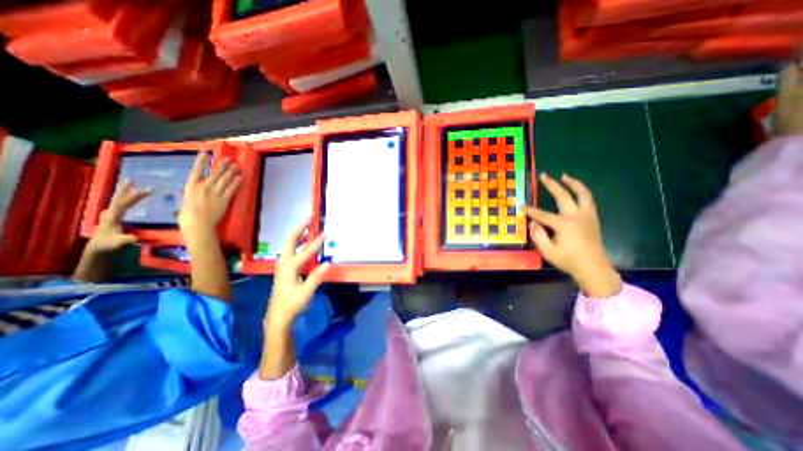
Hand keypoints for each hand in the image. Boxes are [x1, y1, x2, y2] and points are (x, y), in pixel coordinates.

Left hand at [87, 181, 151, 255]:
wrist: (99, 248)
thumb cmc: (110, 245)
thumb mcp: (119, 243)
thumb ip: (126, 239)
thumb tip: (136, 237)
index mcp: (113, 216)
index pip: (125, 203)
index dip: (136, 196)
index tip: (149, 190)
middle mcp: (110, 212)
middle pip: (118, 198)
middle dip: (126, 190)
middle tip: (132, 180)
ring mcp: (110, 214)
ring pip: (117, 199)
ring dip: (124, 191)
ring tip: (129, 183)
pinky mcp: (113, 216)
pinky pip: (120, 204)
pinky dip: (125, 198)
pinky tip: (128, 197)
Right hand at [179, 152, 242, 234]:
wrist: (198, 223)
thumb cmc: (188, 215)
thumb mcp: (184, 200)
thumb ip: (188, 194)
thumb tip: (187, 191)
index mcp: (191, 186)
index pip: (196, 169)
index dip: (201, 160)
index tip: (205, 152)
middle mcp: (204, 186)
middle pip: (215, 173)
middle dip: (223, 165)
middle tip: (229, 159)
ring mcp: (215, 192)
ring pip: (225, 179)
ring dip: (231, 172)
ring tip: (236, 166)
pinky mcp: (224, 199)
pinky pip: (232, 189)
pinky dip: (236, 182)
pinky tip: (240, 178)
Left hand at [265, 221, 329, 328]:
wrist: (278, 316)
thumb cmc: (292, 304)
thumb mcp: (306, 293)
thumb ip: (316, 277)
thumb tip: (328, 263)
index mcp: (289, 267)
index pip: (306, 251)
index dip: (317, 241)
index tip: (326, 232)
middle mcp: (284, 262)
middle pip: (290, 239)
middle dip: (300, 227)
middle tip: (310, 217)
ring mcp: (283, 264)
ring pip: (290, 243)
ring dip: (299, 233)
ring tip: (309, 225)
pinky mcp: (285, 267)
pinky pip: (292, 249)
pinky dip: (299, 242)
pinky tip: (305, 241)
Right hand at [525, 175, 622, 297]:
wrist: (594, 268)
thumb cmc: (568, 261)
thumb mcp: (548, 251)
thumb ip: (538, 235)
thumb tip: (533, 223)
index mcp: (564, 225)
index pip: (543, 215)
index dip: (531, 211)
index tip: (521, 207)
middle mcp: (577, 216)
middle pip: (563, 196)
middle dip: (552, 185)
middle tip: (543, 175)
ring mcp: (587, 216)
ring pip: (583, 194)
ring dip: (573, 183)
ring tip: (564, 176)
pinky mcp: (593, 219)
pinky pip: (589, 200)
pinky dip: (582, 192)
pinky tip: (576, 191)